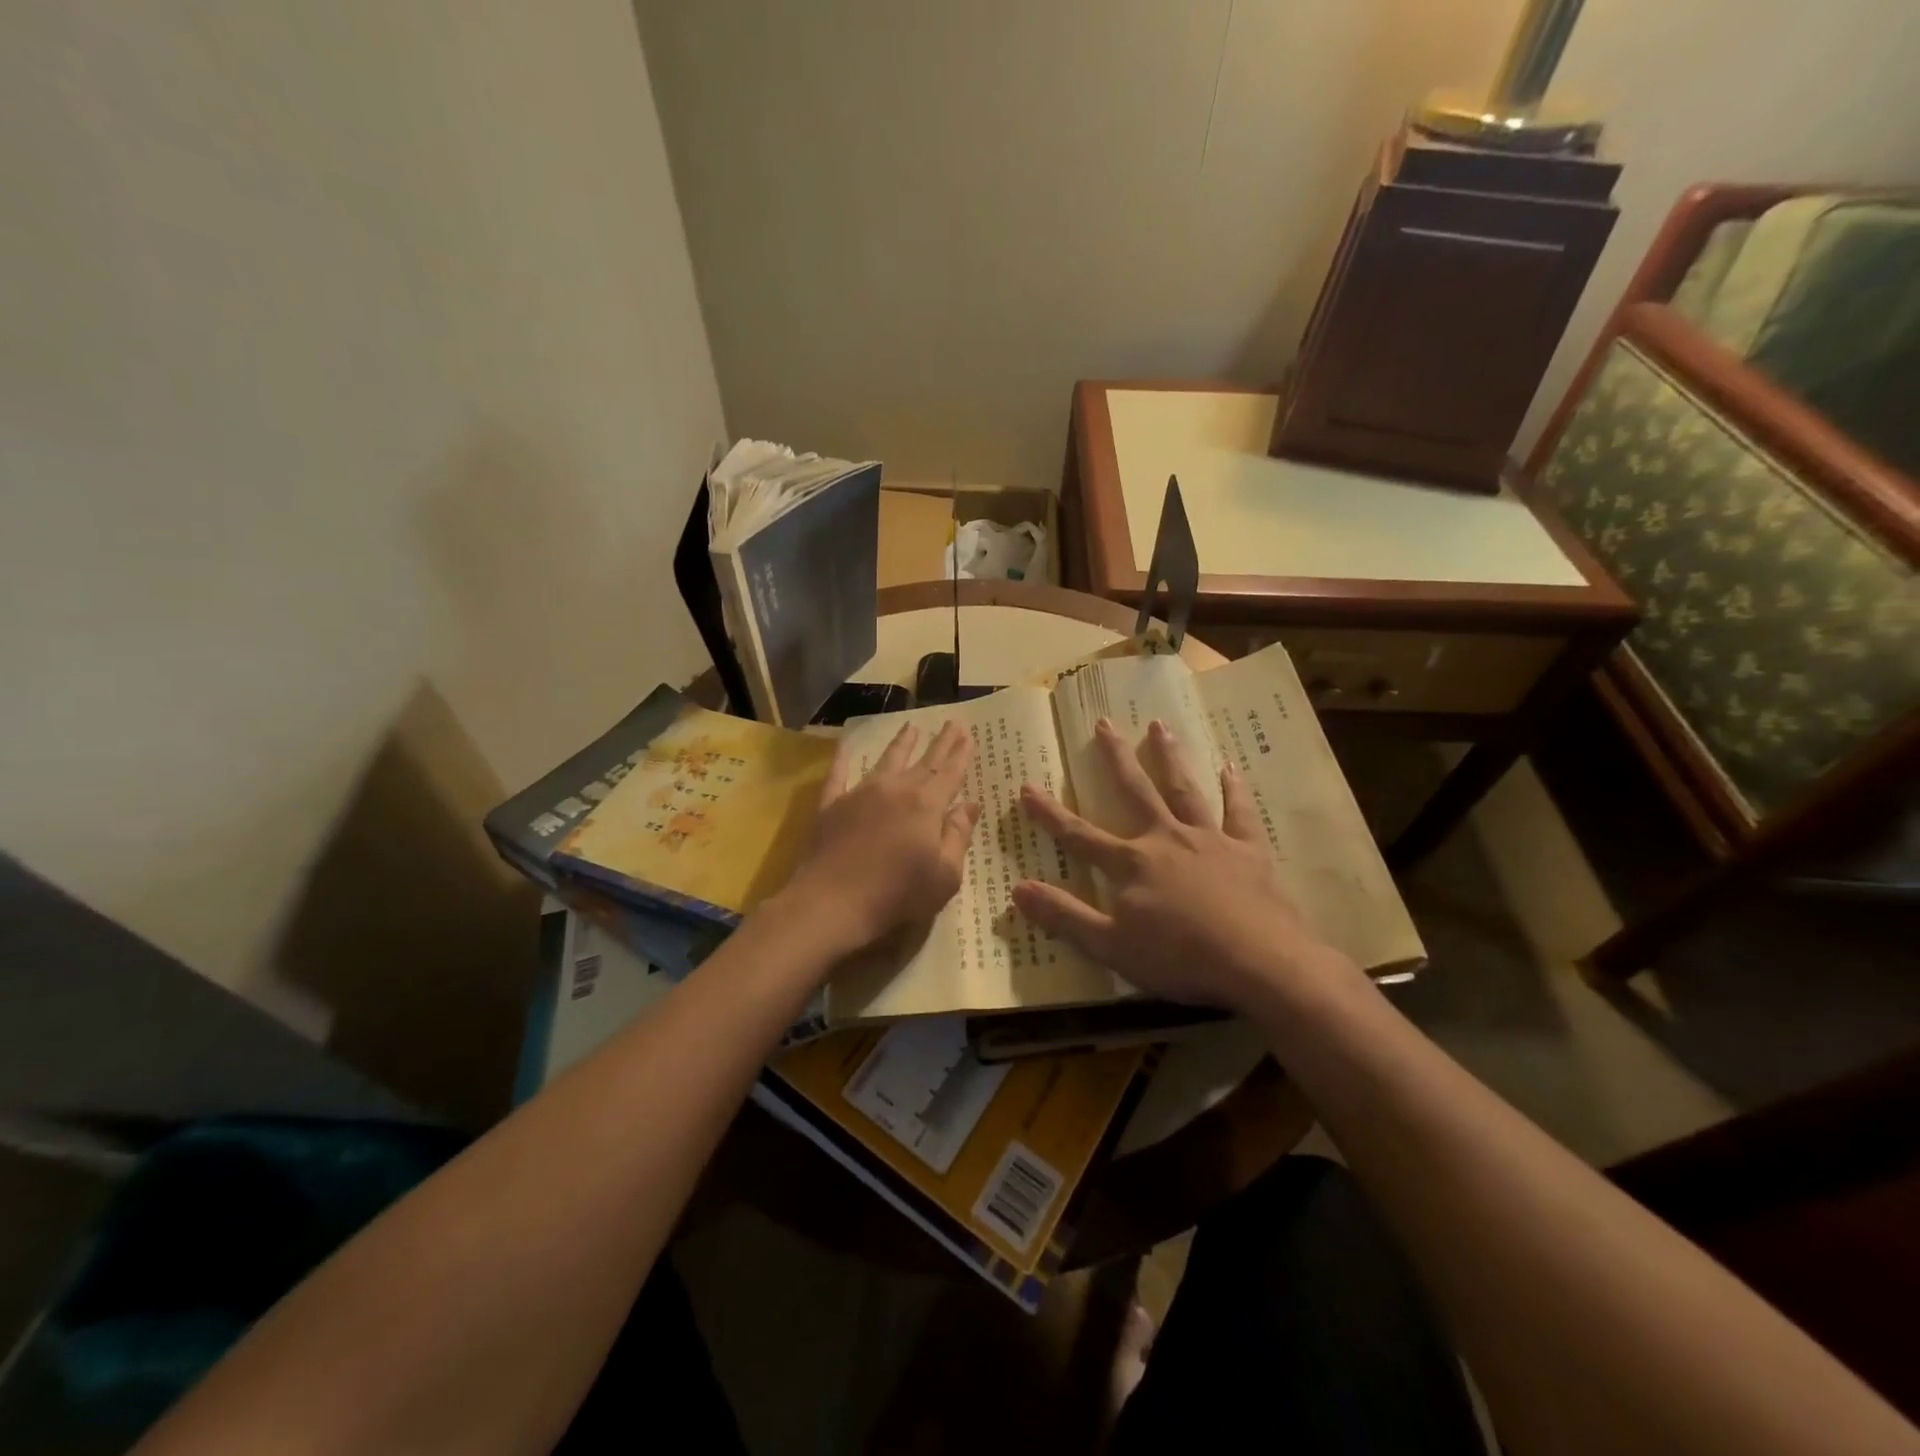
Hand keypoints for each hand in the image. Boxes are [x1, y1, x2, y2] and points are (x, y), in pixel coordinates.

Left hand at [783, 720, 980, 952]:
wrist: (831, 902)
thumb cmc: (897, 894)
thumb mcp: (945, 875)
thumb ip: (958, 836)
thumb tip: (969, 805)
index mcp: (926, 805)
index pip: (949, 773)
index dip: (960, 754)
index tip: (967, 734)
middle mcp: (895, 789)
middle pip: (923, 761)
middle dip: (940, 742)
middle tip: (952, 722)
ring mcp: (860, 794)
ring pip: (886, 761)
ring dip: (901, 743)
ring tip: (911, 726)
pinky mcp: (831, 806)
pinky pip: (838, 775)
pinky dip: (842, 759)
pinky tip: (845, 746)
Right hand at [1012, 719, 1360, 1017]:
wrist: (1260, 963)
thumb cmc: (1180, 958)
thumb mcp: (1111, 946)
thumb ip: (1064, 916)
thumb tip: (1017, 889)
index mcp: (1132, 863)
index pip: (1079, 835)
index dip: (1050, 814)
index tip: (1027, 786)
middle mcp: (1167, 839)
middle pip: (1136, 791)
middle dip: (1117, 757)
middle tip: (1104, 722)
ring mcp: (1210, 840)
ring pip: (1184, 789)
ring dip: (1170, 757)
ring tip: (1159, 726)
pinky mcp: (1248, 850)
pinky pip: (1240, 812)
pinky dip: (1235, 789)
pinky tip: (1230, 767)